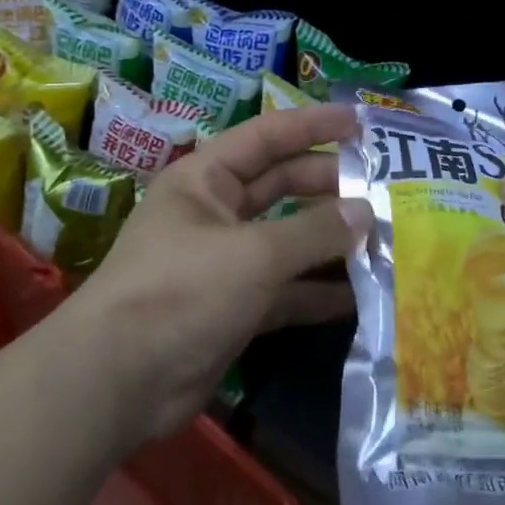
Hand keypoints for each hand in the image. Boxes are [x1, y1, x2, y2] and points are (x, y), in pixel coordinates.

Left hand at [66, 104, 371, 442]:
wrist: (119, 381)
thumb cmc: (182, 291)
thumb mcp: (253, 254)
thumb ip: (314, 231)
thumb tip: (367, 211)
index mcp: (206, 179)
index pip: (268, 136)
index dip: (314, 125)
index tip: (362, 123)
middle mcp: (216, 213)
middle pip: (282, 186)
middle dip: (330, 186)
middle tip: (384, 189)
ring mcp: (226, 262)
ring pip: (289, 240)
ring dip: (331, 241)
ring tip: (385, 239)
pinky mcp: (236, 308)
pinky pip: (286, 290)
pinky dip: (319, 291)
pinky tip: (361, 294)